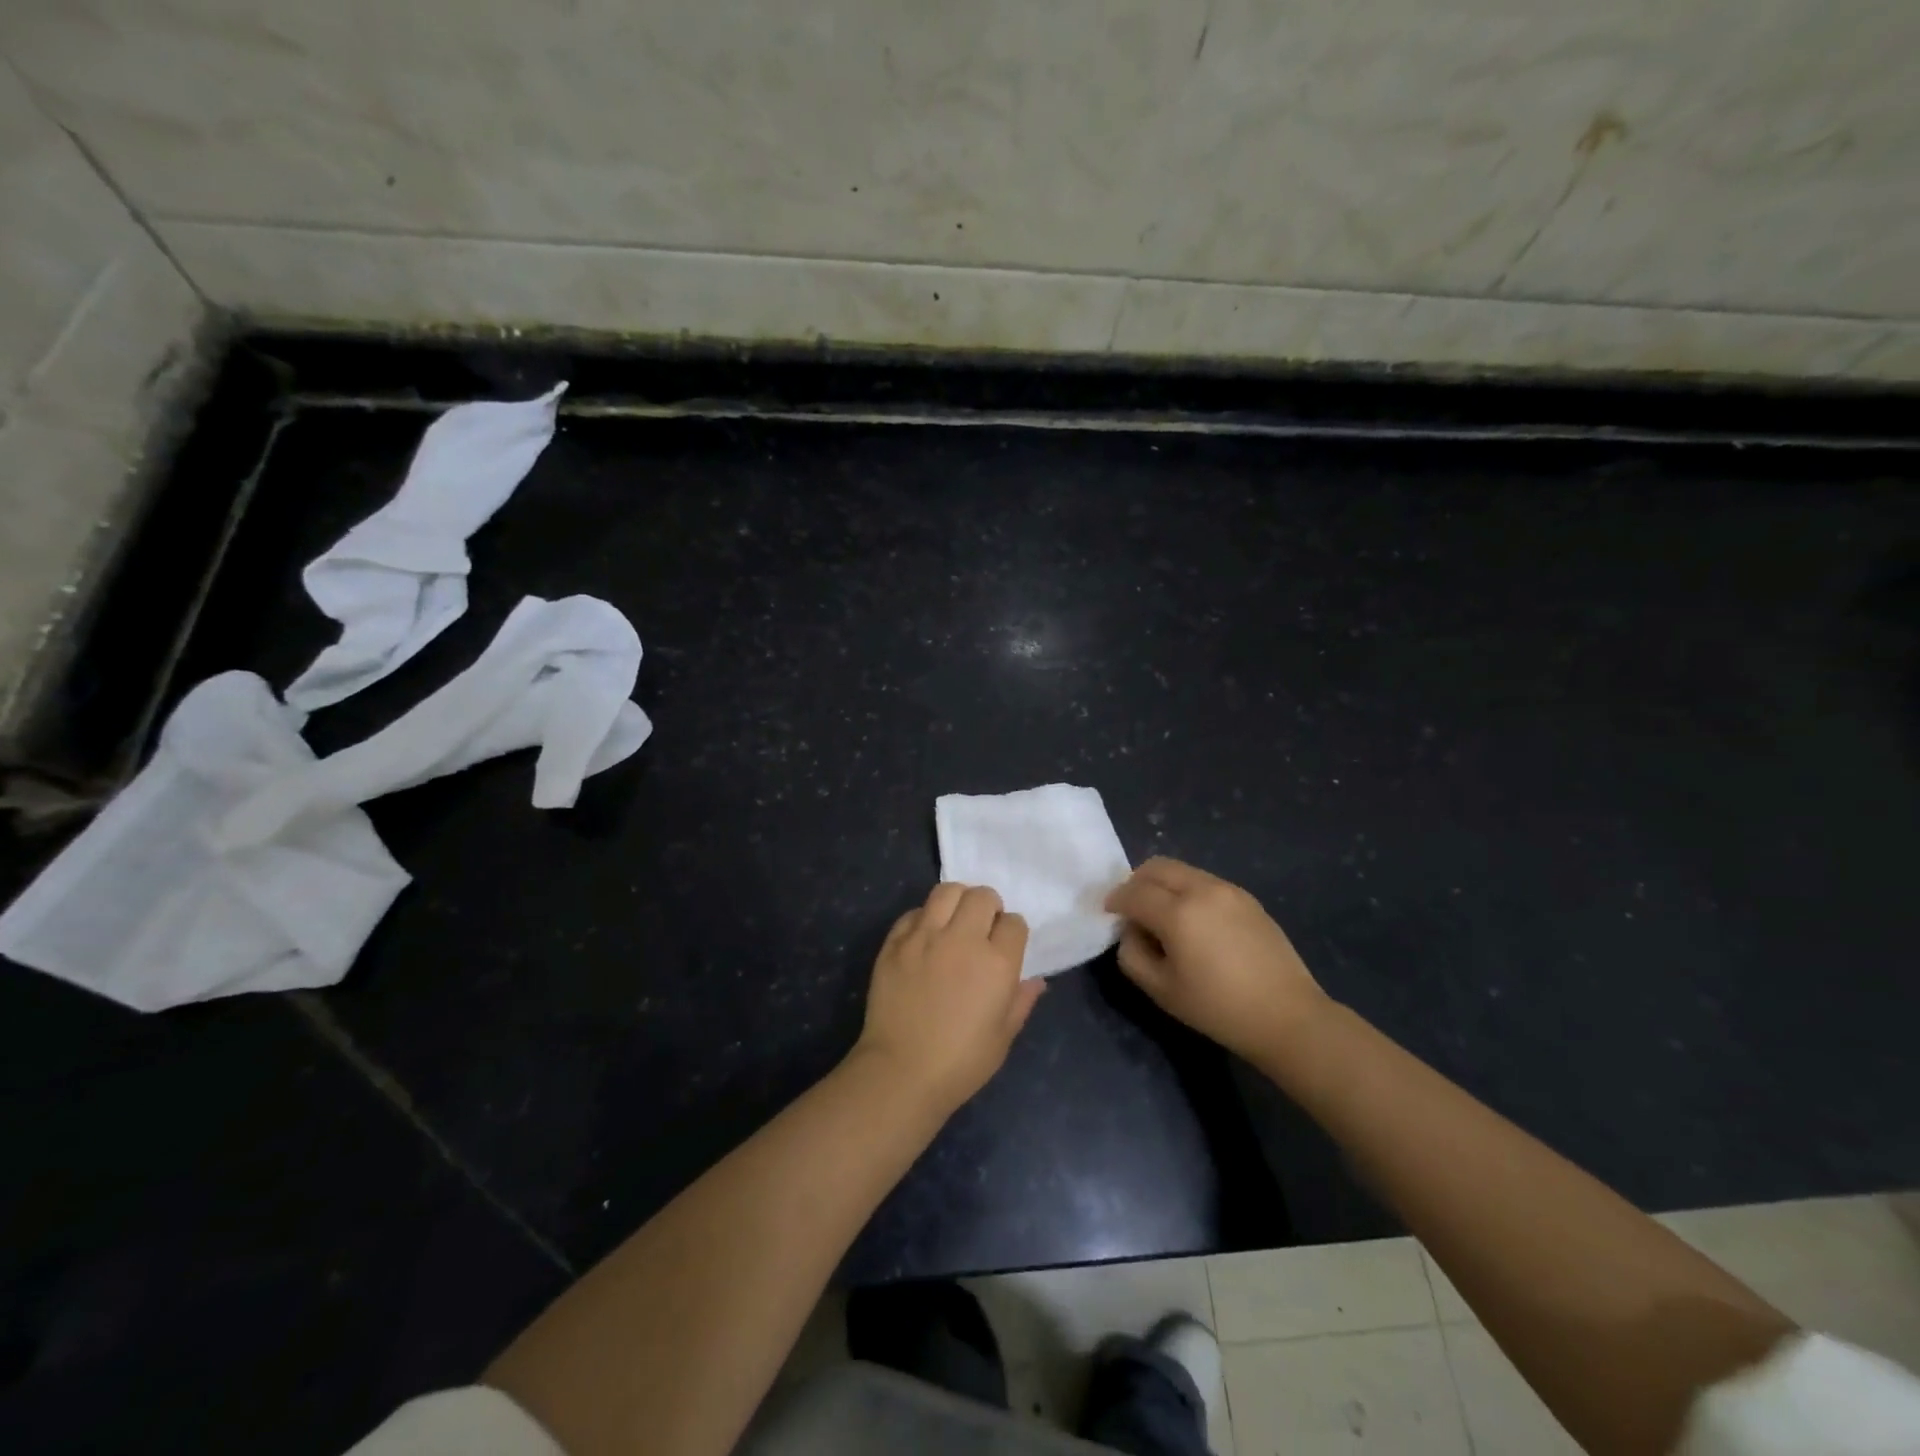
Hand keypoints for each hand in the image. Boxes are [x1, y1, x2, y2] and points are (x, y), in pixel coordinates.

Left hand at [854, 883, 1043, 1114]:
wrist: (901, 1072)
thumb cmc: (961, 1062)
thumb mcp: (1004, 1036)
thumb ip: (1021, 1000)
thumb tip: (1036, 980)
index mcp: (997, 963)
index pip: (1014, 922)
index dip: (1012, 932)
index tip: (1006, 946)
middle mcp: (962, 939)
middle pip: (983, 896)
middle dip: (989, 907)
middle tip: (982, 928)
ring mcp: (925, 937)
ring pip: (947, 891)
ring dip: (957, 901)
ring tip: (954, 921)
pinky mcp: (895, 942)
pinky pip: (914, 912)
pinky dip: (924, 919)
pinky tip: (925, 939)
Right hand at [1105, 857, 1327, 1061]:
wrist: (1287, 1016)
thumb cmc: (1218, 1008)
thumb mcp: (1161, 990)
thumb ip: (1132, 954)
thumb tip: (1131, 932)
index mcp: (1178, 912)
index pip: (1133, 892)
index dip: (1114, 901)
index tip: (1109, 914)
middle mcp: (1202, 889)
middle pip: (1156, 867)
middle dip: (1136, 883)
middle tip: (1132, 909)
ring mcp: (1228, 890)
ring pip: (1181, 870)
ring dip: (1162, 885)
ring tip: (1163, 917)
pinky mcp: (1247, 898)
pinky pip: (1204, 882)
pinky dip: (1187, 891)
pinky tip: (1194, 924)